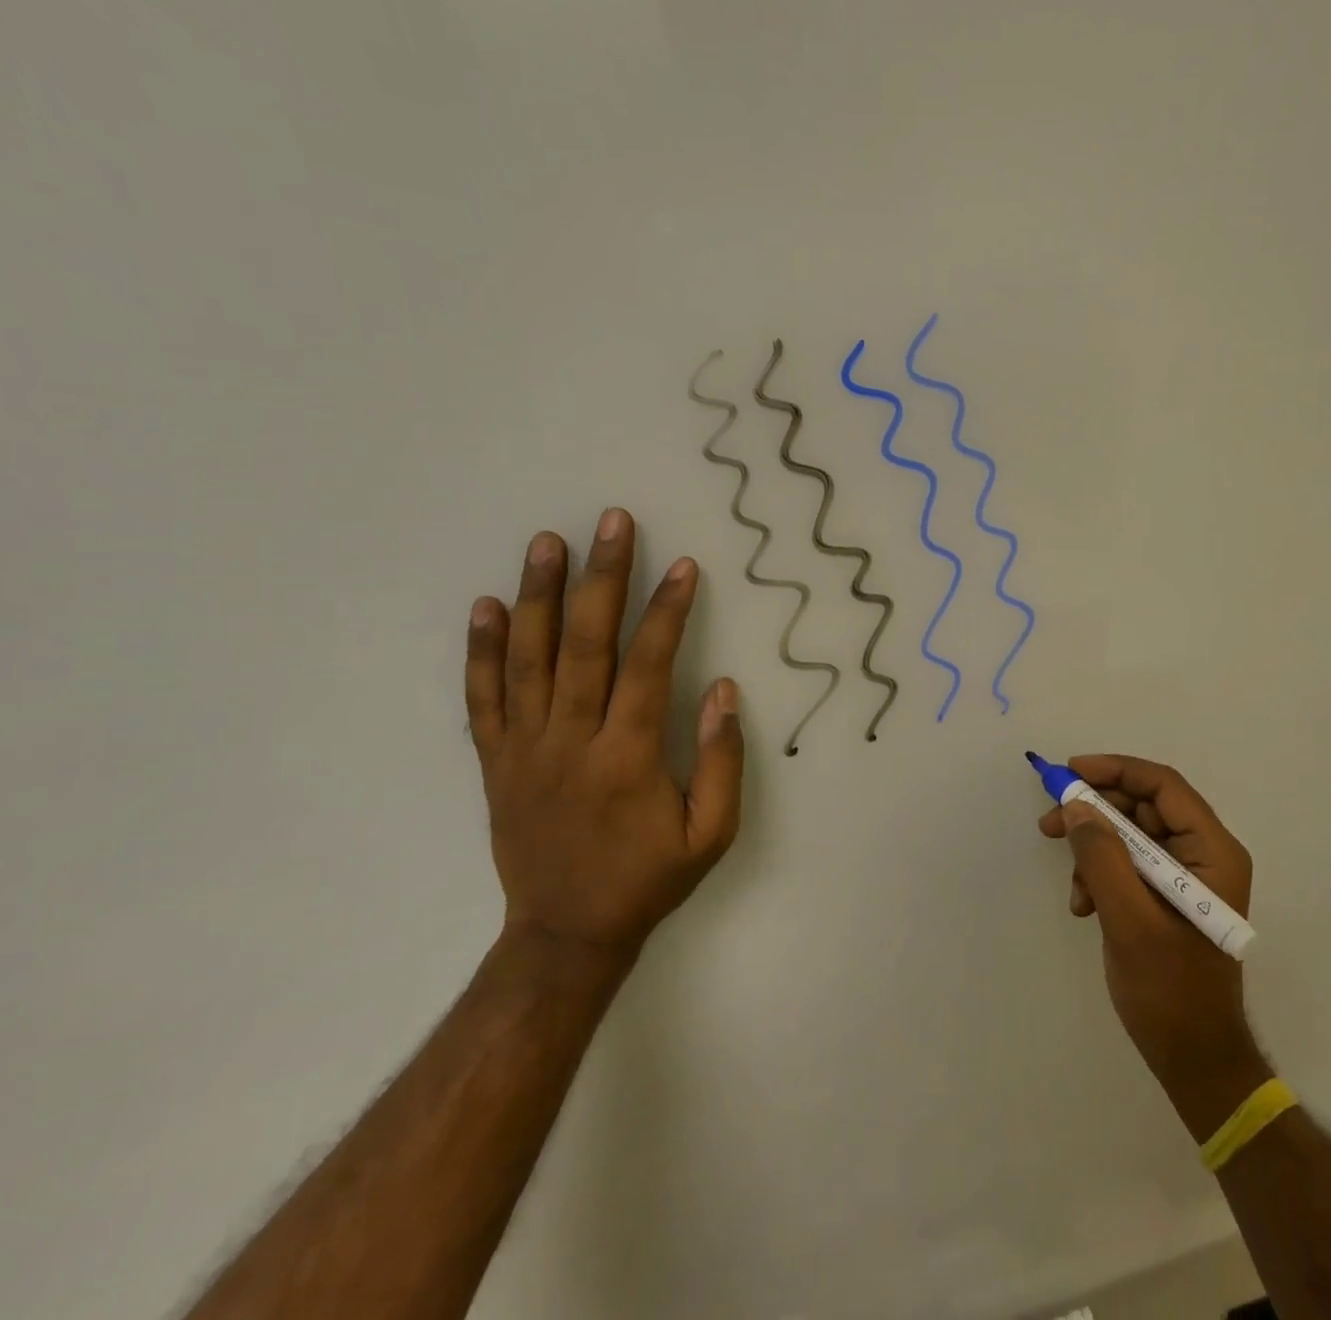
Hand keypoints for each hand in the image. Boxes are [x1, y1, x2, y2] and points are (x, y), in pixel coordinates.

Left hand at [465, 508, 744, 973]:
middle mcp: (571, 741)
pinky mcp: (496, 762)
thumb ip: (721, 760)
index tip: (682, 566)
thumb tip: (722, 689)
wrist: (565, 934)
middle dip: (603, 578)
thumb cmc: (648, 879)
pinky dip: (482, 651)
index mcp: (627, 757)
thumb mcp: (712, 833)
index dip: (668, 611)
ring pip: (529, 659)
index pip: (648, 665)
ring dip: (539, 596)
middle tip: (612, 522)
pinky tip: (487, 605)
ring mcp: (525, 749)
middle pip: (585, 645)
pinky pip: (483, 699)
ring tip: (548, 542)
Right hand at [1039, 754, 1270, 1137]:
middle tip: (1050, 820)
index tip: (1069, 773)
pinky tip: (1083, 906)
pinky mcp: (1166, 896)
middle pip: (1143, 807)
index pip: (1162, 786)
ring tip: (1072, 885)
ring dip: (1094, 850)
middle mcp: (1203, 854)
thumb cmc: (1170, 991)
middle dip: (1095, 812)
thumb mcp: (1129, 919)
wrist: (1194, 1060)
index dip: (1114, 770)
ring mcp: (1186, 876)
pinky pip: (1128, 864)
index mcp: (1212, 851)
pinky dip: (1100, 875)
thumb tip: (1075, 806)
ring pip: (1130, 835)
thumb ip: (1101, 856)